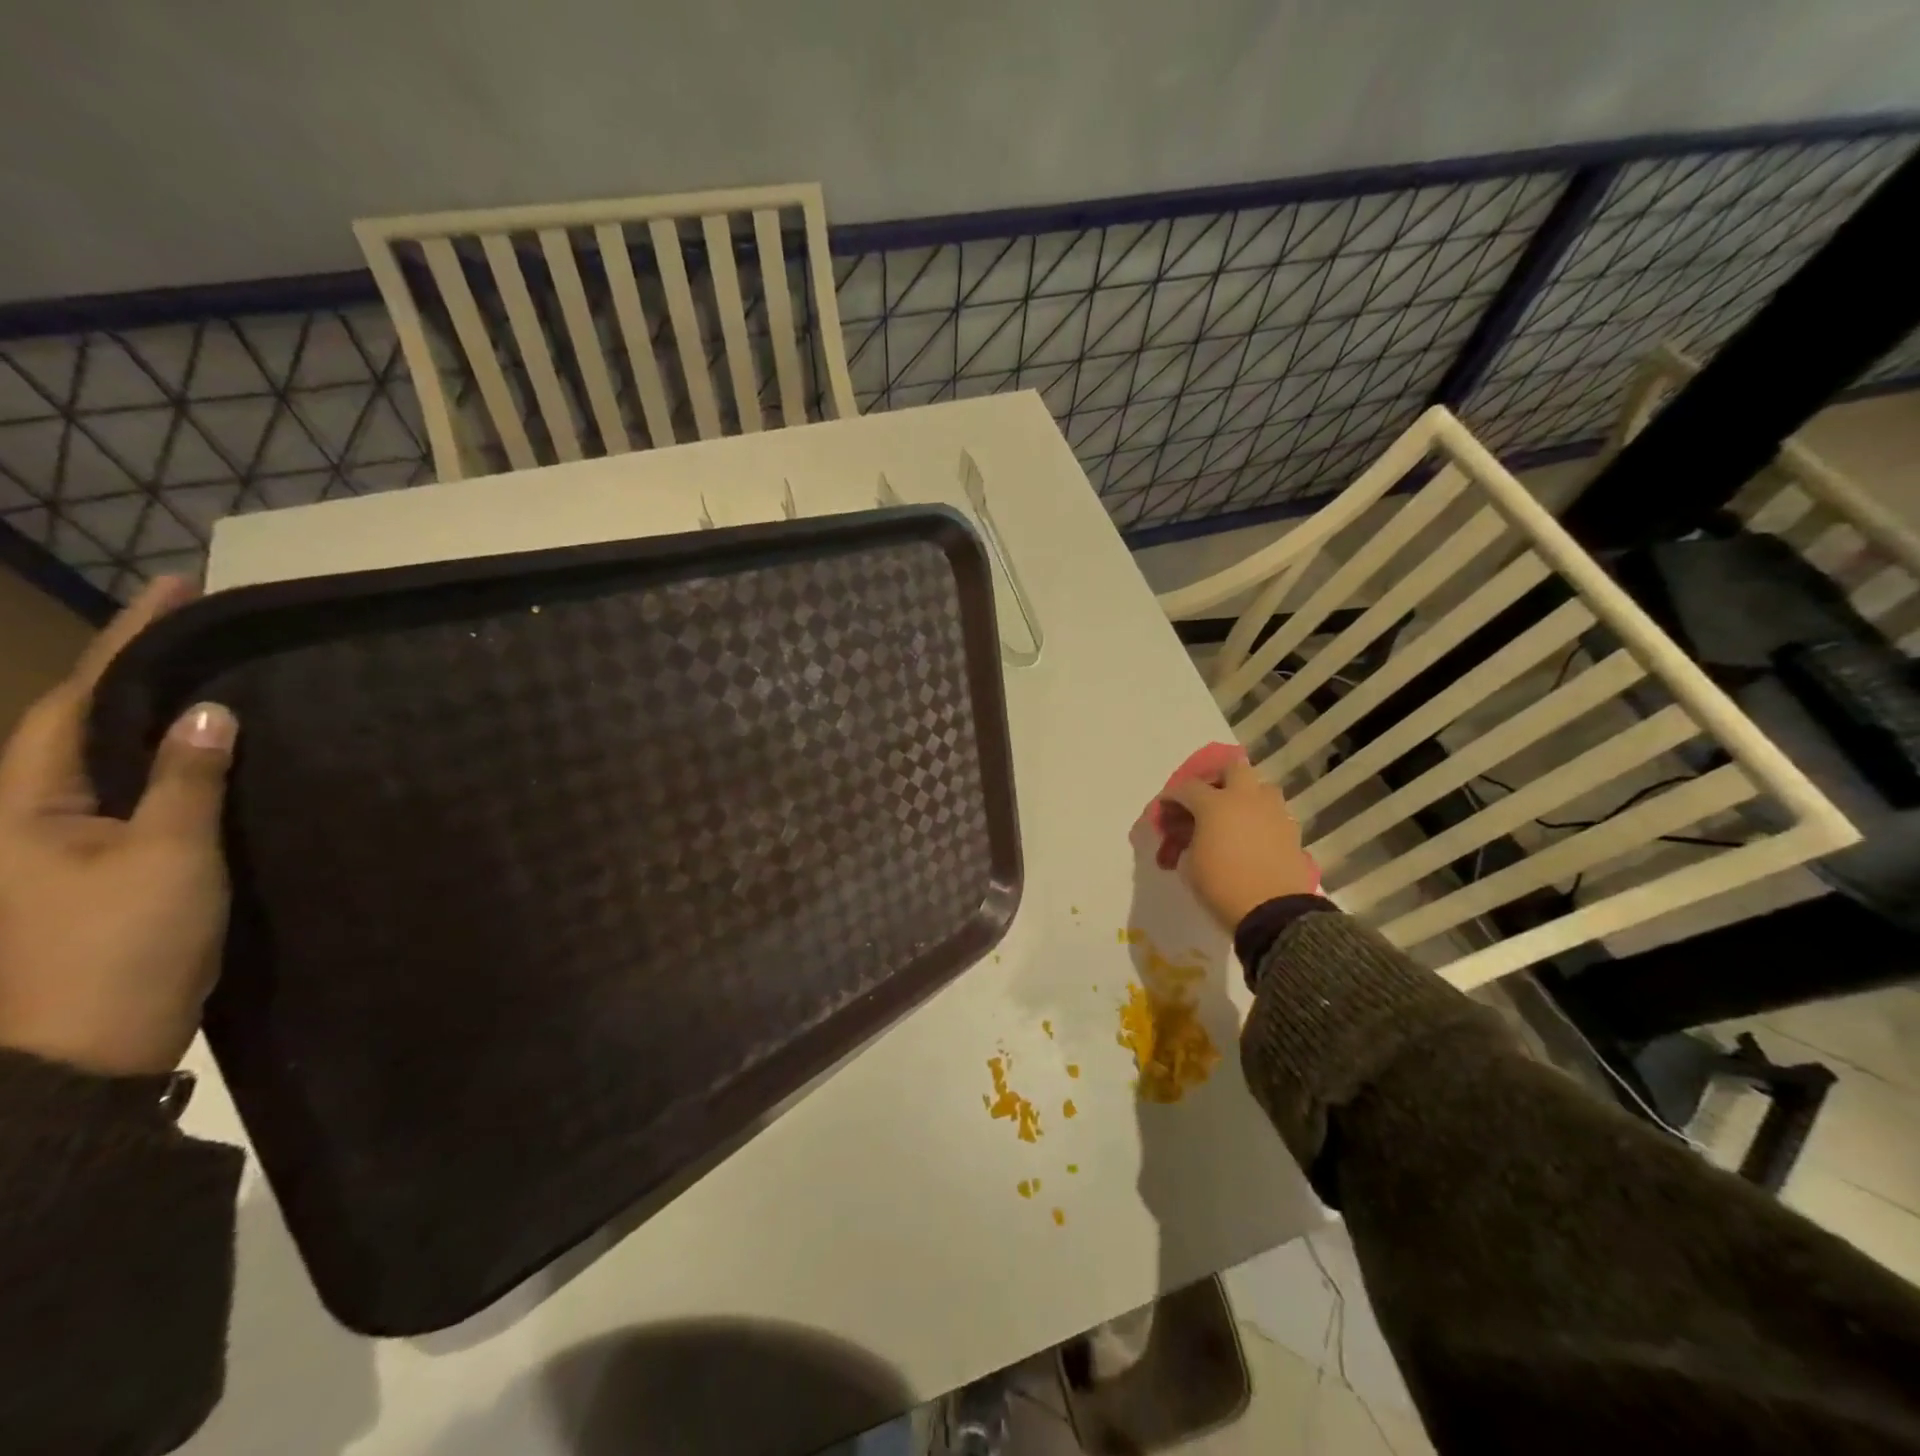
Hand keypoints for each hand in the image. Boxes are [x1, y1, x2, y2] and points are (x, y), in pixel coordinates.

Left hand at [0, 578, 237, 1076]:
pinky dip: (164, 764)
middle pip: (80, 721)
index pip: (78, 699)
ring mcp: (56, 847)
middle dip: (134, 668)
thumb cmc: (120, 948)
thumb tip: (211, 710)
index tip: (176, 588)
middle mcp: (25, 814)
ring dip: (149, 715)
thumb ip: (188, 781)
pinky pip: (129, 796)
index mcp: (22, 802)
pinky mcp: (94, 871)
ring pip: (103, 760)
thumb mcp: (168, 858)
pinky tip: (204, 756)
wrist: (86, 1055)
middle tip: (198, 626)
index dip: (129, 641)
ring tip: (206, 675)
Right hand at [1160, 757, 1316, 931]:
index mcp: (1215, 804)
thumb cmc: (1221, 886)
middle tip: (1205, 800)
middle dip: (1216, 779)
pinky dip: (1260, 819)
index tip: (1164, 810)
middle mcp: (1246, 799)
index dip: (1171, 797)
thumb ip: (1185, 842)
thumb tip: (1189, 836)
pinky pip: (1273, 814)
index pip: (1187, 788)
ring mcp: (1273, 813)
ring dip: (1245, 796)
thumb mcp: (1189, 865)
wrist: (1274, 913)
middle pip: (1233, 768)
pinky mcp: (1292, 832)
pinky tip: (1251, 839)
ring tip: (1232, 818)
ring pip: (1261, 788)